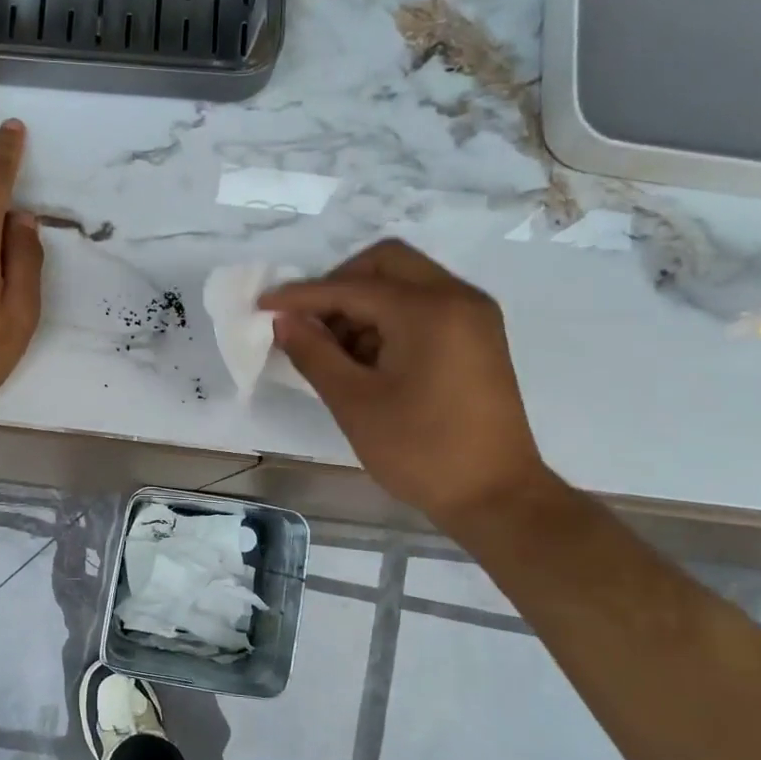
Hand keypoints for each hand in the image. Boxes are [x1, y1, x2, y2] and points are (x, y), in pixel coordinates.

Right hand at [258, 240, 553, 532]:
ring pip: (406, 283)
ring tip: (336, 352)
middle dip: (339, 286)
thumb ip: (314, 353)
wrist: (496, 496)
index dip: (302, 295)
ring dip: (364, 304)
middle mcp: (457, 297)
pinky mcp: (479, 337)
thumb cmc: (421, 451)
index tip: (263, 305)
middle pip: (386, 263)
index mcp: (429, 310)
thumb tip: (283, 320)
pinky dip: (391, 319)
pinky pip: (425, 306)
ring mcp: (474, 316)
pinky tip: (369, 359)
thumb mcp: (354, 403)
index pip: (352, 286)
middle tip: (309, 324)